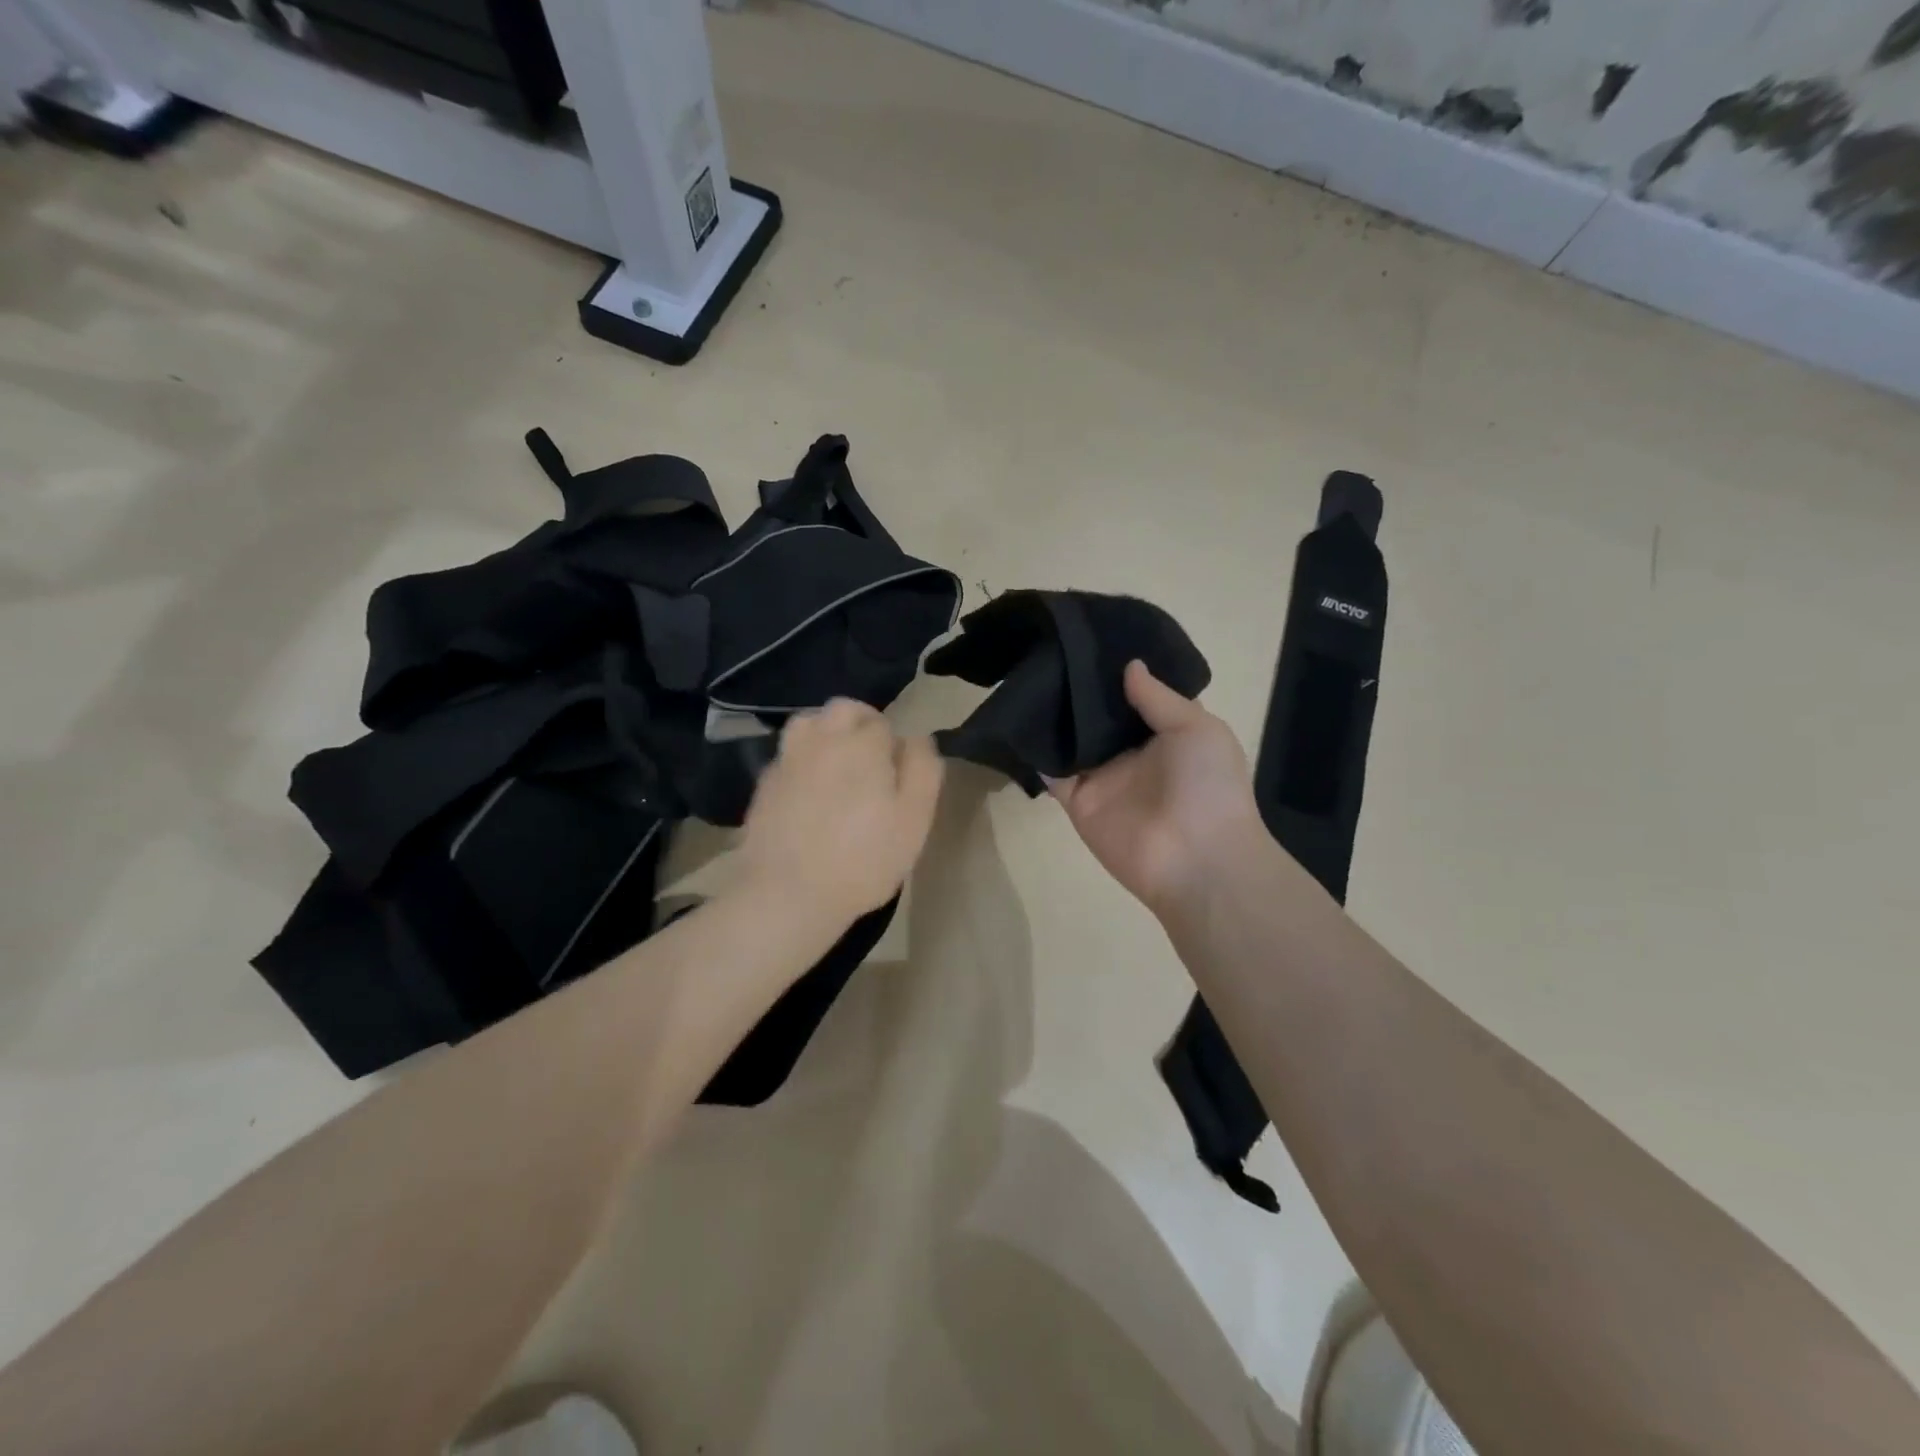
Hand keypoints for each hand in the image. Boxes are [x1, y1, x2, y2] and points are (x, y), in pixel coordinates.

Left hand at [735, 699, 944, 934]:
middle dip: (861, 722)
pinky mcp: (764, 784)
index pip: (883, 723)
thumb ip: (923, 770)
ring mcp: (788, 760)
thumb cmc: (863, 859)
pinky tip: (808, 791)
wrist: (788, 893)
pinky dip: (802, 760)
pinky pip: (788, 755)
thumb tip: (917, 738)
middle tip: (872, 759)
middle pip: (843, 709)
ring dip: (827, 732)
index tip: (898, 775)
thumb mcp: (914, 819)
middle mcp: (822, 739)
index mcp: (862, 744)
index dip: (894, 745)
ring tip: (837, 763)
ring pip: (809, 722)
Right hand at [1051, 662, 1263, 920]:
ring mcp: (1102, 777)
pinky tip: (1020, 717)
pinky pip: (1052, 772)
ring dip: (1055, 714)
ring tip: (1029, 672)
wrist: (1197, 859)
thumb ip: (1159, 698)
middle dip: (1079, 688)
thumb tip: (1129, 665)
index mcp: (1166, 734)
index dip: (1117, 672)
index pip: (1135, 697)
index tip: (1091, 641)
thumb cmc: (1208, 786)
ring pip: (1072, 739)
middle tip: (1050, 649)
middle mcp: (1131, 753)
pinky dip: (1036, 750)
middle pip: (1099, 716)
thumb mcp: (1196, 727)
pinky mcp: (1077, 800)